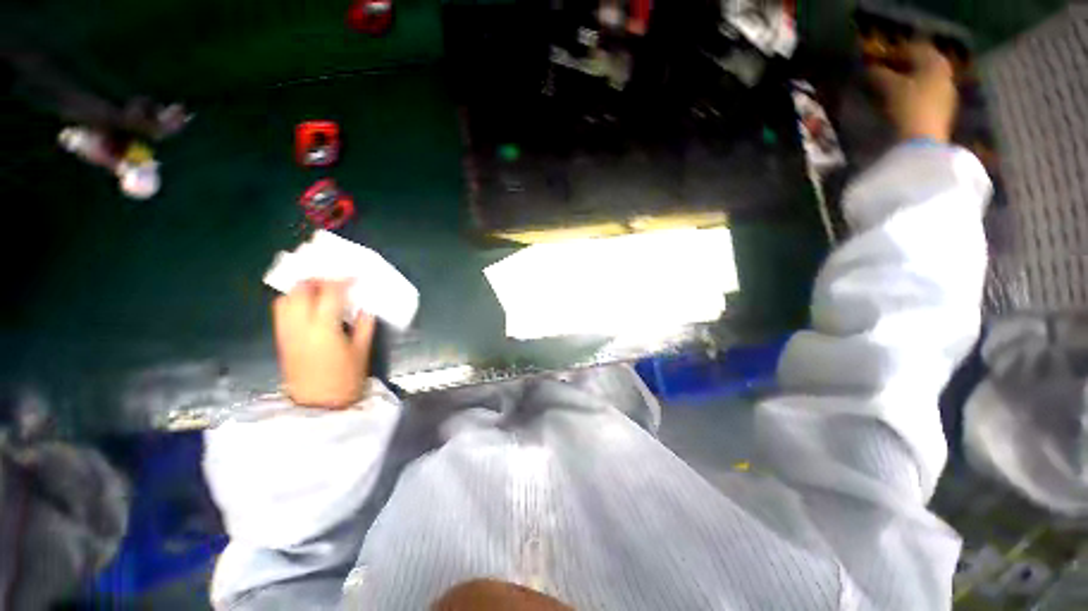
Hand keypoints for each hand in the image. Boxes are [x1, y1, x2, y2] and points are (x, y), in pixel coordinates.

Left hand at [273, 280, 374, 408]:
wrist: (319, 406)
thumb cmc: (346, 379)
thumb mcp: (362, 351)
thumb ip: (364, 326)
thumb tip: (364, 308)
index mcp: (324, 327)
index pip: (330, 293)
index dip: (343, 280)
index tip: (355, 276)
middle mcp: (300, 325)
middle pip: (301, 290)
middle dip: (318, 279)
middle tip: (335, 280)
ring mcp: (286, 332)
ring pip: (286, 299)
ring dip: (302, 289)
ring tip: (320, 290)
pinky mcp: (281, 340)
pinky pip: (282, 311)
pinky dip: (293, 301)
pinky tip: (308, 306)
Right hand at [869, 41, 957, 142]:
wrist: (923, 140)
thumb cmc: (908, 106)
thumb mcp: (889, 88)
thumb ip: (879, 75)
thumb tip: (869, 67)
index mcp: (934, 61)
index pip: (915, 47)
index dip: (897, 50)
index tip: (881, 56)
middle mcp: (945, 72)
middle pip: (924, 62)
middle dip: (907, 64)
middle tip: (888, 69)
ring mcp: (947, 92)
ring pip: (927, 77)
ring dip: (912, 79)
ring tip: (894, 85)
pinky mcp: (944, 109)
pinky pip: (929, 92)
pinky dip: (916, 91)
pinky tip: (904, 98)